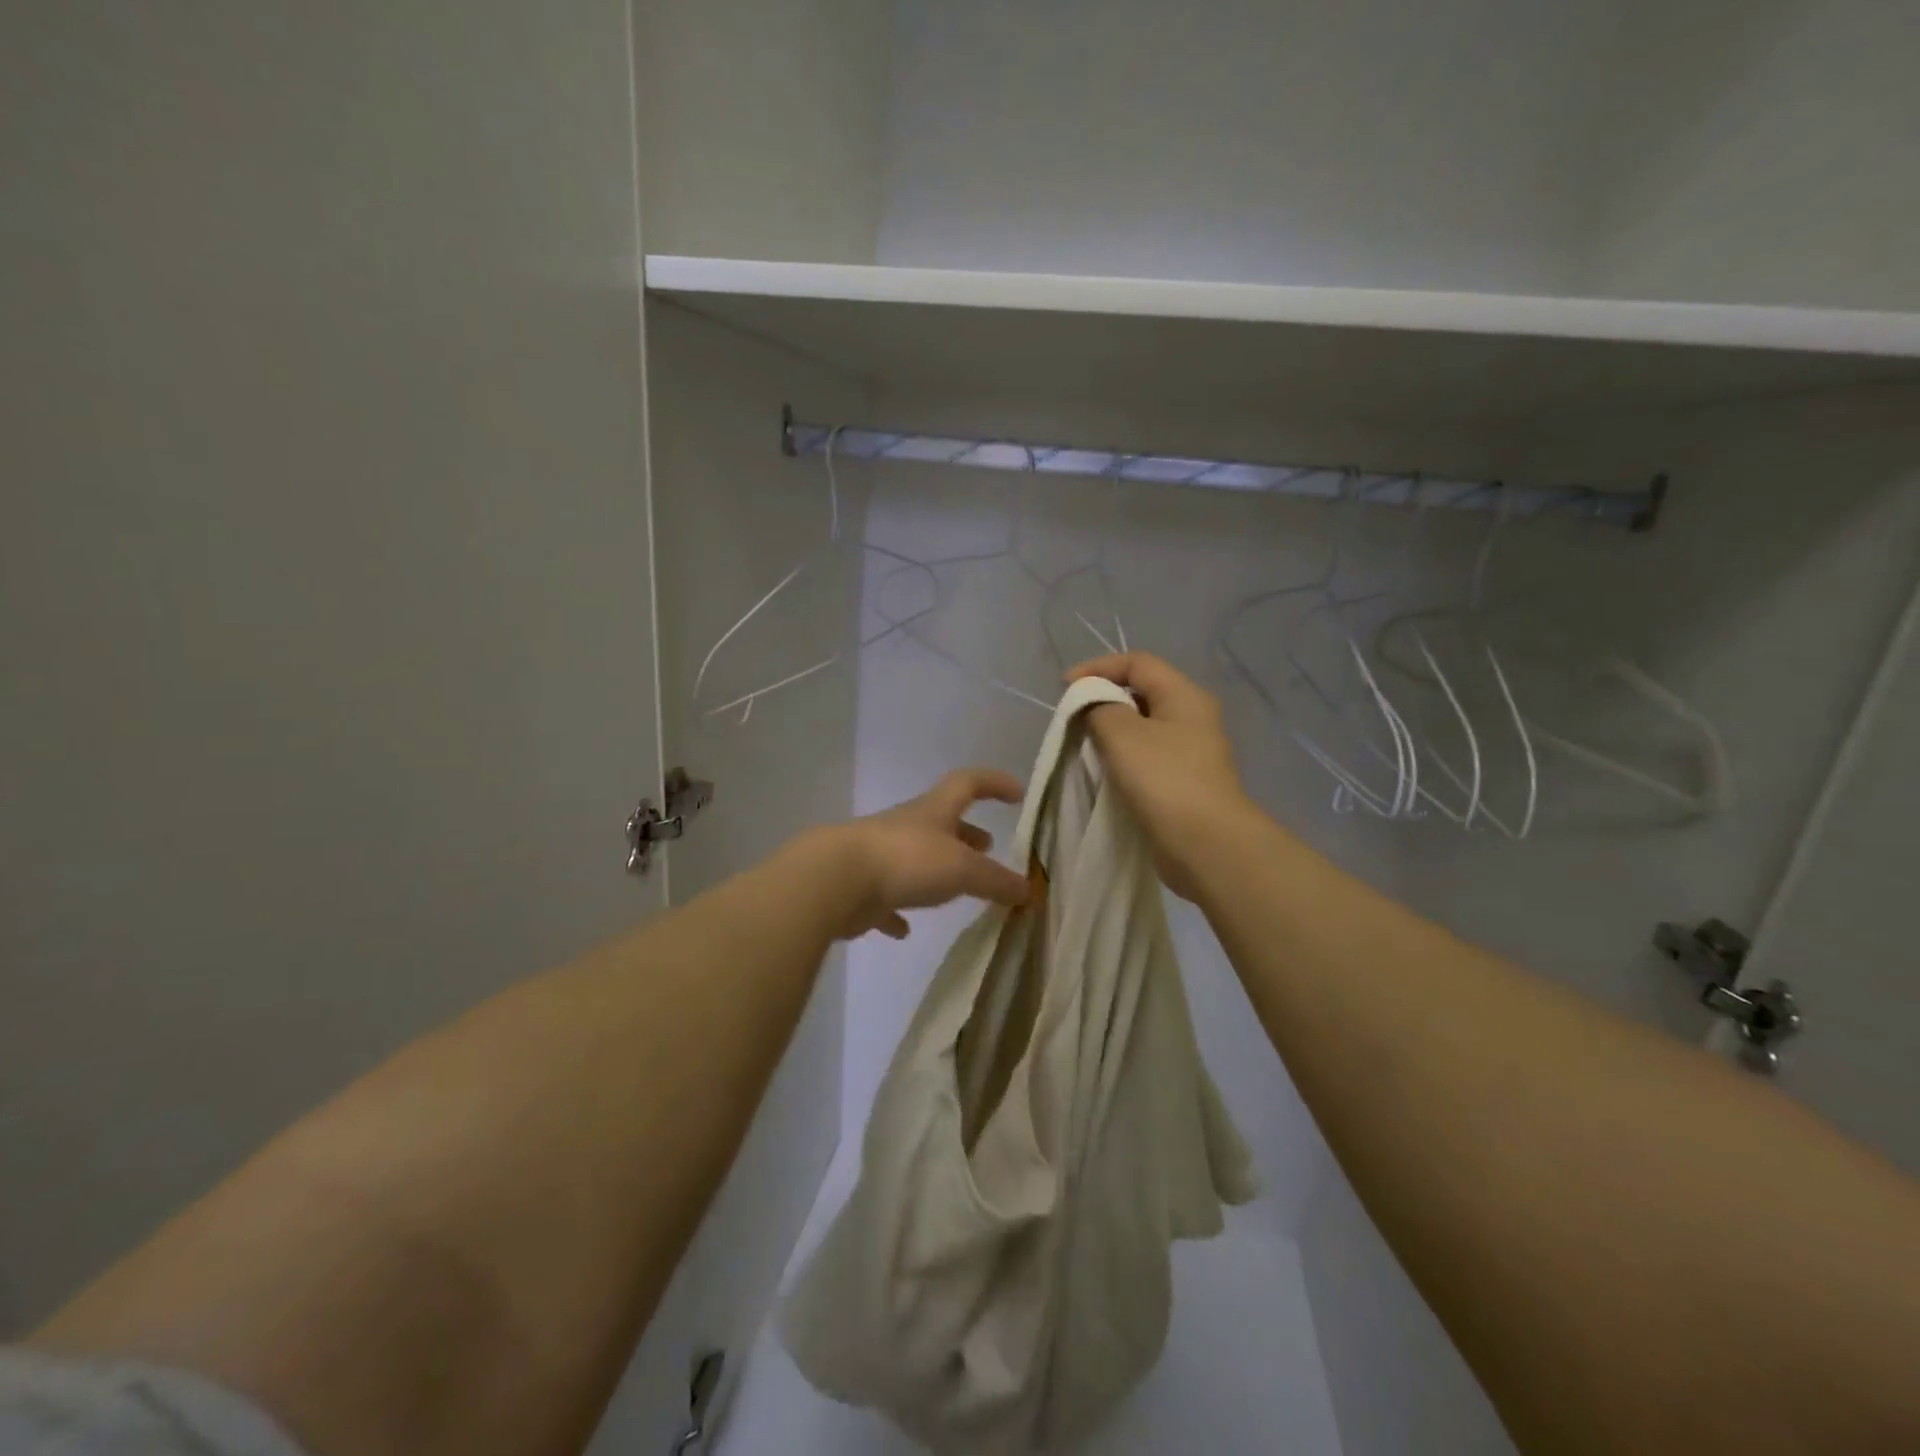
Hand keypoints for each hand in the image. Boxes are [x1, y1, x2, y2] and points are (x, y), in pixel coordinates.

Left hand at [812, 769, 1030, 940]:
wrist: (835, 879)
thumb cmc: (906, 860)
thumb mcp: (962, 869)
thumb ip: (996, 880)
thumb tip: (1029, 890)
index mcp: (934, 811)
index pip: (969, 783)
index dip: (994, 783)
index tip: (1017, 794)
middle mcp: (908, 826)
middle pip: (942, 821)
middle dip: (967, 832)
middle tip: (988, 847)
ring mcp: (881, 854)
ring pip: (915, 856)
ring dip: (937, 868)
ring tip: (958, 887)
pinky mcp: (862, 887)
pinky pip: (885, 897)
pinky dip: (898, 909)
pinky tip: (904, 929)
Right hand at [1067, 652, 1254, 899]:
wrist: (1206, 844)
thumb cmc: (1164, 780)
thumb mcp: (1122, 733)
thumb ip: (1099, 708)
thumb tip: (1093, 706)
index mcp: (1184, 695)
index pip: (1137, 662)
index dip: (1097, 667)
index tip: (1064, 689)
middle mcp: (1192, 717)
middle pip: (1141, 693)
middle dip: (1102, 699)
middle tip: (1073, 719)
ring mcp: (1191, 752)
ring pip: (1143, 728)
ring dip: (1111, 732)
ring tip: (1083, 746)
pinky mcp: (1184, 783)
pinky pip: (1147, 758)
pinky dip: (1122, 758)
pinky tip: (1105, 773)